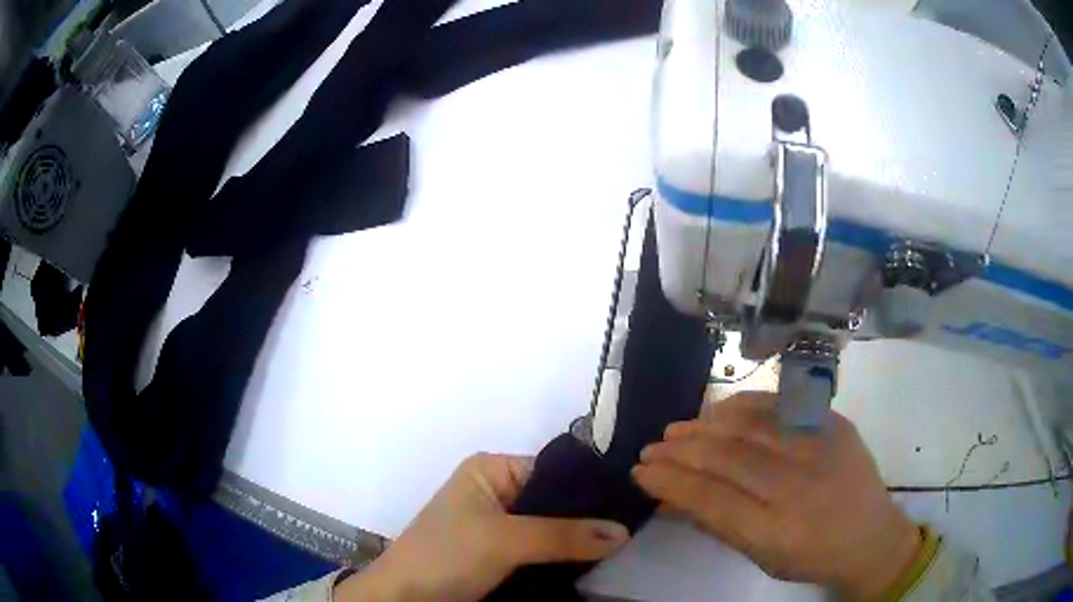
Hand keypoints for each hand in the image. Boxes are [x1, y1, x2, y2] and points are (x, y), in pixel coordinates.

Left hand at [338, 453, 629, 601]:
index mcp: (491, 469)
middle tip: (627, 531)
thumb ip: (564, 535)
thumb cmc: (448, 554)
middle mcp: (496, 490)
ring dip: (575, 540)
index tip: (629, 505)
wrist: (405, 597)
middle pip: (553, 501)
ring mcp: (497, 524)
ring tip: (616, 547)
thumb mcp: (506, 540)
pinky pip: (539, 548)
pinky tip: (589, 561)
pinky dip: (560, 555)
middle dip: (585, 518)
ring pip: (549, 527)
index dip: (589, 488)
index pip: (553, 470)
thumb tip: (624, 531)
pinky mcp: (498, 552)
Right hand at [632, 392, 920, 600]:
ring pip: (751, 426)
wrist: (872, 536)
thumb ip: (715, 523)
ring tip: (677, 430)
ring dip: (705, 425)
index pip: (711, 499)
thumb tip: (669, 495)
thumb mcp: (760, 556)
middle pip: (727, 459)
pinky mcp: (834, 424)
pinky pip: (781, 407)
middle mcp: (799, 487)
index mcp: (778, 532)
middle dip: (680, 452)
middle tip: (650, 448)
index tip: (642, 471)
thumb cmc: (810, 558)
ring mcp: (821, 449)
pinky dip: (743, 406)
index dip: (670, 482)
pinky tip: (719, 411)